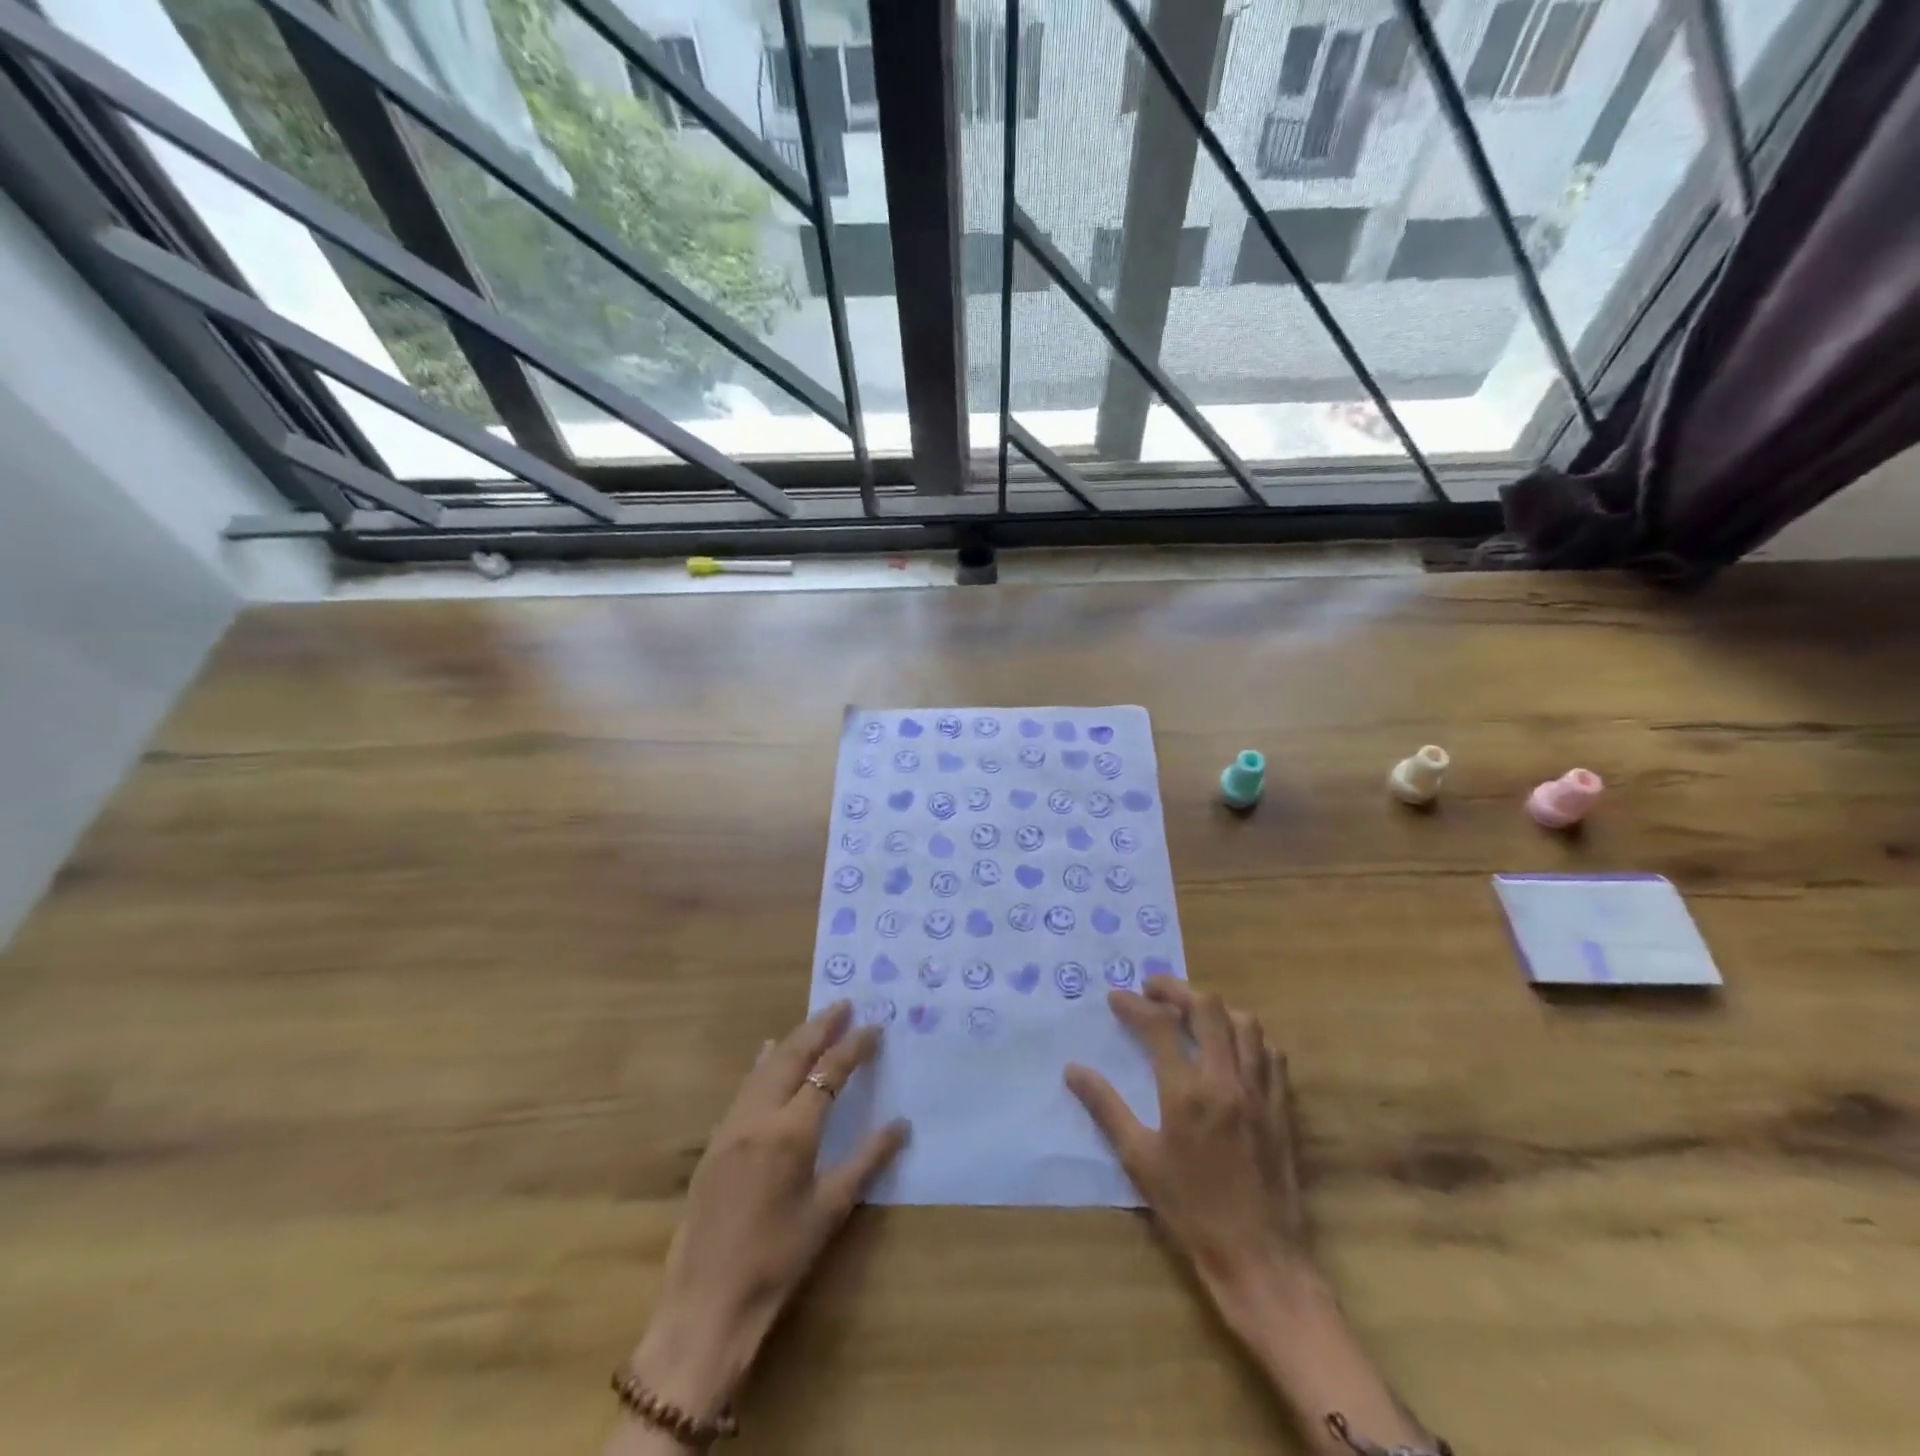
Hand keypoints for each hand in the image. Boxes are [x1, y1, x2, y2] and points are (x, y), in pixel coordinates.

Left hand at [622, 1001, 908, 1431]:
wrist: (707, 1304)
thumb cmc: (778, 1259)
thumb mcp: (831, 1210)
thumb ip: (867, 1160)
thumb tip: (901, 1125)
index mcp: (792, 1131)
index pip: (829, 1072)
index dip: (854, 1046)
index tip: (874, 1026)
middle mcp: (759, 1116)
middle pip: (793, 1055)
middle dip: (820, 1026)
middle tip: (843, 1005)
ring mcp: (732, 1125)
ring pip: (765, 1066)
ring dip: (793, 1040)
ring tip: (815, 1022)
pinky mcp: (715, 1141)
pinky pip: (745, 1087)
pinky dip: (764, 1064)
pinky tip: (767, 1055)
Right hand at [1065, 977, 1309, 1317]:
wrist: (1260, 1257)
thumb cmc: (1191, 1210)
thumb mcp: (1139, 1160)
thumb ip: (1106, 1107)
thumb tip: (1072, 1070)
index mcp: (1187, 1092)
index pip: (1159, 1025)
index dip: (1134, 1004)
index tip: (1115, 998)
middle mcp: (1226, 1080)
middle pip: (1207, 1008)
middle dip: (1176, 990)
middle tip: (1154, 991)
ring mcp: (1260, 1091)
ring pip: (1245, 1023)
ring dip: (1215, 1009)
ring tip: (1192, 1014)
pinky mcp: (1282, 1106)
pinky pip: (1271, 1053)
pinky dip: (1249, 1037)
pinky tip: (1233, 1047)